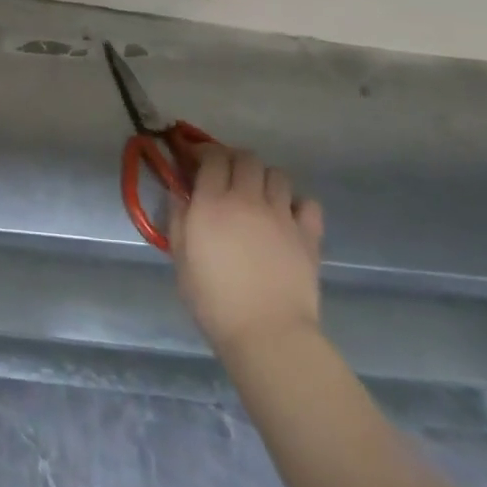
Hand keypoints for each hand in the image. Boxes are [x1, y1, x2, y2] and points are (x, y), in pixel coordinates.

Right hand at [169, 143, 325, 359]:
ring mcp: (282, 215)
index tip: (196, 160)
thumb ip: (178, 218)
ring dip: (264, 177)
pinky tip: (287, 217)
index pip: (212, 157)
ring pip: (277, 174)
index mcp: (212, 202)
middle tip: (225, 175)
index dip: (203, 152)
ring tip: (257, 195)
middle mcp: (248, 198)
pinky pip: (308, 203)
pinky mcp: (308, 235)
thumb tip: (178, 192)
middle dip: (233, 159)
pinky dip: (297, 203)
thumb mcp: (181, 257)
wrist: (268, 334)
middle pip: (246, 157)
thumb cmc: (214, 299)